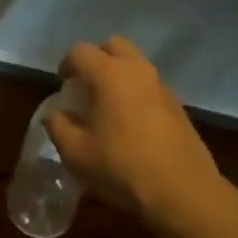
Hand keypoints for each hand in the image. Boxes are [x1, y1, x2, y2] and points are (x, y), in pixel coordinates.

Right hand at [45, 36, 223, 234]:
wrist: (183, 192)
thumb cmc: (122, 168)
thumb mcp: (76, 154)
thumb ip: (58, 127)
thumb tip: (54, 114)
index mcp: (109, 75)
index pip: (80, 51)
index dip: (66, 64)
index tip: (62, 86)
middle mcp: (137, 70)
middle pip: (113, 45)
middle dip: (96, 58)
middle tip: (86, 86)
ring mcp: (161, 85)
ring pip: (135, 63)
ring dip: (119, 74)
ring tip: (108, 106)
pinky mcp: (178, 104)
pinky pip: (150, 85)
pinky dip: (137, 91)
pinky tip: (132, 123)